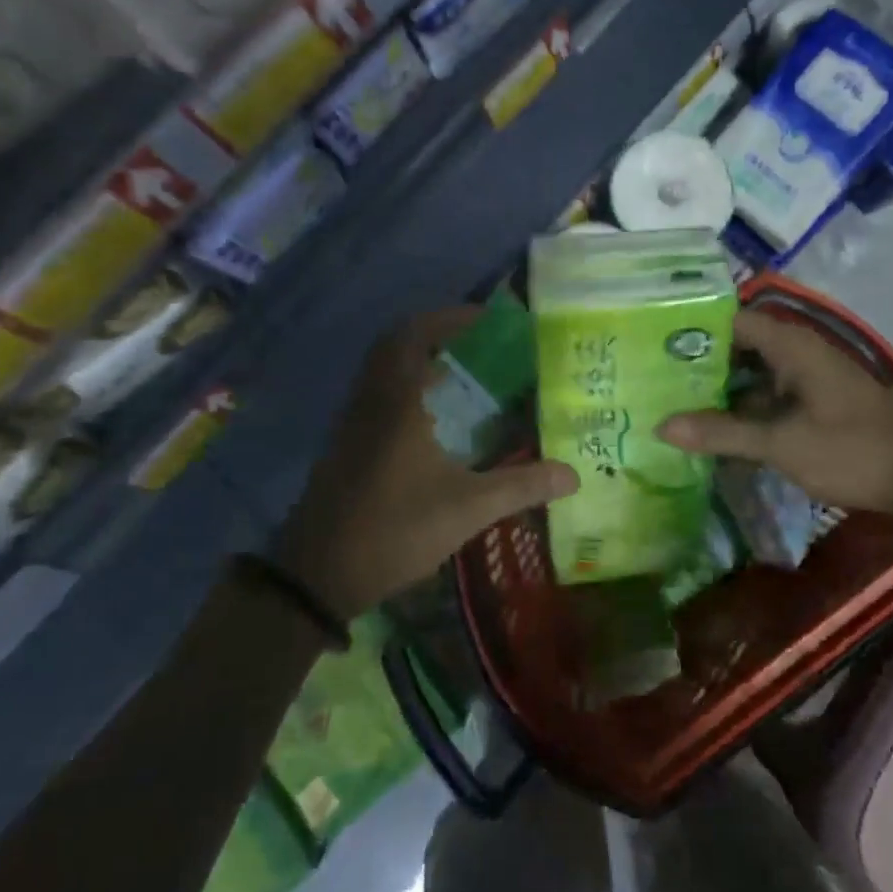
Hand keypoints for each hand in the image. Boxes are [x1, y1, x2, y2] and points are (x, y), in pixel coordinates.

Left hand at [276, 308, 577, 618]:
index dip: (449, 318)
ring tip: (462, 373)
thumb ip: (521, 486)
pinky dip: (405, 386)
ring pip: (383, 368)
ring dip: (417, 359)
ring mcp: (353, 420)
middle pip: (396, 343)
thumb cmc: (394, 528)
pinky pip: (377, 392)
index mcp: (398, 400)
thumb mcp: (467, 508)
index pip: (415, 334)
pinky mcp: (346, 443)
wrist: (319, 574)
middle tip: (476, 342)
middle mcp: (371, 399)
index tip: (486, 319)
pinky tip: (433, 416)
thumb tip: (573, 475)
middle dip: (435, 333)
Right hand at [657, 310, 892, 518]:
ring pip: (754, 373)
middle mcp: (798, 352)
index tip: (653, 344)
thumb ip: (721, 433)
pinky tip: (718, 429)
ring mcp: (809, 377)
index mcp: (790, 345)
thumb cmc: (851, 450)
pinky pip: (770, 394)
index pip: (729, 320)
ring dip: (722, 388)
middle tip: (655, 377)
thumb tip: (662, 427)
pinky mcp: (817, 402)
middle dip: (700, 363)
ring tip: (674, 401)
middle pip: (738, 346)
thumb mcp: (781, 444)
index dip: (692, 329)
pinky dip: (745, 406)